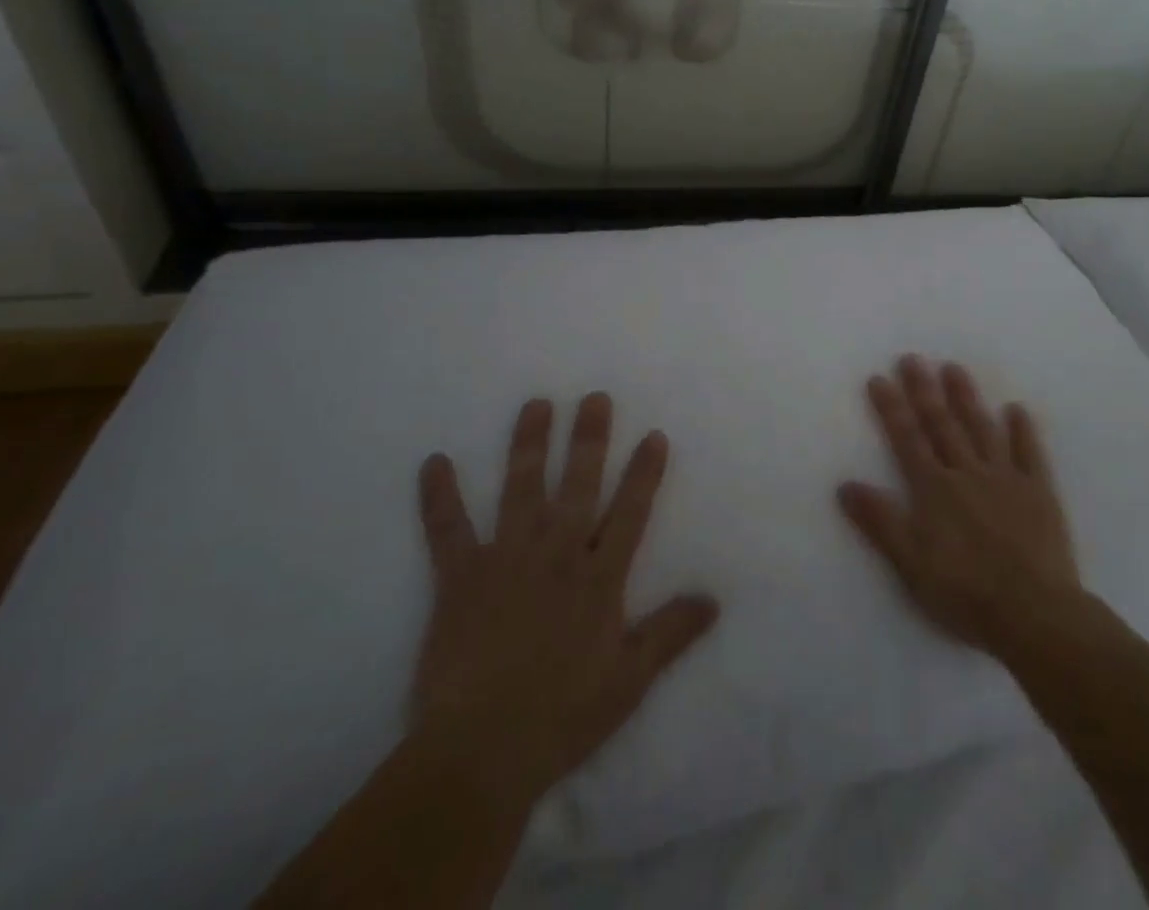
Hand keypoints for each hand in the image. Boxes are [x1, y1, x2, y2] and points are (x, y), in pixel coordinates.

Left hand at [412, 394, 718, 812]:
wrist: (481, 751)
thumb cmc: (563, 716)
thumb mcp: (630, 679)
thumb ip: (671, 632)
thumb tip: (714, 599)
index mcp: (599, 578)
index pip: (630, 512)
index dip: (644, 472)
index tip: (653, 435)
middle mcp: (557, 554)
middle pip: (579, 485)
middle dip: (589, 439)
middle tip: (594, 397)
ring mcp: (507, 559)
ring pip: (521, 489)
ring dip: (529, 445)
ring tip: (536, 405)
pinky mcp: (460, 577)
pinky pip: (448, 530)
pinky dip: (439, 496)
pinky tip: (434, 461)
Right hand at [838, 356, 1080, 658]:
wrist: (1034, 614)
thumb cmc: (965, 592)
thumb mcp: (910, 563)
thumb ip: (879, 521)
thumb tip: (845, 484)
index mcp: (934, 489)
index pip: (907, 439)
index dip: (892, 408)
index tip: (879, 378)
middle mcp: (967, 472)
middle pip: (942, 425)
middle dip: (924, 390)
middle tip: (912, 358)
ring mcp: (1006, 478)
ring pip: (982, 429)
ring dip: (966, 397)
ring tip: (954, 368)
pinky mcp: (1039, 493)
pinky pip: (1029, 454)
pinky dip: (1022, 430)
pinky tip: (1016, 409)